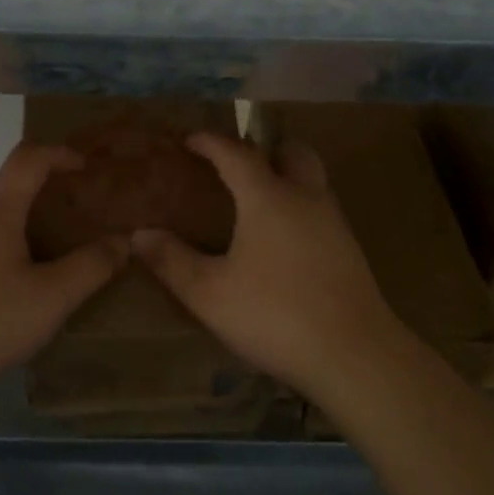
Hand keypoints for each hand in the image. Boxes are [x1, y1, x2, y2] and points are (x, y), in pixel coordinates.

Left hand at [0, 142, 127, 394]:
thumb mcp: (51, 298)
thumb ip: (91, 266)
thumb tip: (124, 241)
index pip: (29, 158)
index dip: (59, 154)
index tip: (85, 167)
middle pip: (6, 182)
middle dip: (38, 189)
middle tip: (66, 214)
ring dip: (14, 216)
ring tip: (40, 247)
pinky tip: (5, 277)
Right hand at [130, 134, 404, 395]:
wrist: (355, 355)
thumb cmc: (275, 315)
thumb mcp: (210, 294)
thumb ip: (172, 261)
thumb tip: (138, 235)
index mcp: (268, 197)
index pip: (236, 153)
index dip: (211, 142)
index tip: (190, 139)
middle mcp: (306, 197)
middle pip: (291, 151)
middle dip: (265, 147)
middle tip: (239, 162)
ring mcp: (334, 222)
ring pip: (313, 178)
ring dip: (287, 174)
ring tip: (259, 198)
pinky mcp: (350, 249)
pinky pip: (321, 207)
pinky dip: (301, 204)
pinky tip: (285, 238)